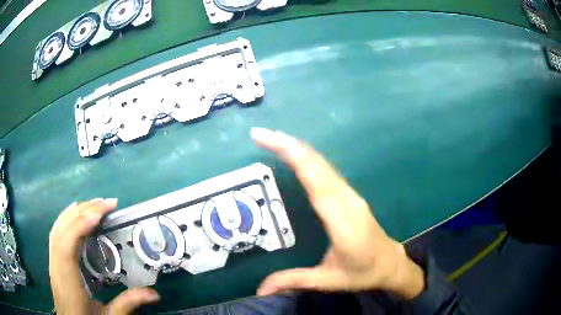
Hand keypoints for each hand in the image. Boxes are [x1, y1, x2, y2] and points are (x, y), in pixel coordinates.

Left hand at [49, 199, 159, 314]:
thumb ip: (127, 304)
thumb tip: (154, 293)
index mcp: (67, 279)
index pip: (67, 244)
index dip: (80, 225)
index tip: (100, 214)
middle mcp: (56, 265)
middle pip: (62, 229)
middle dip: (82, 211)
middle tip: (106, 204)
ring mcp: (52, 261)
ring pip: (57, 228)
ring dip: (74, 212)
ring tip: (93, 204)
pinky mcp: (53, 261)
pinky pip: (56, 232)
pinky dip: (65, 218)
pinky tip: (74, 214)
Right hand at [251, 128, 424, 298]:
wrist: (391, 263)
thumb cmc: (362, 273)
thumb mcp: (328, 281)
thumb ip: (295, 281)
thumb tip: (259, 290)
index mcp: (343, 223)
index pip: (317, 183)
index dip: (295, 157)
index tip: (270, 140)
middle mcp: (348, 202)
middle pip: (318, 166)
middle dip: (289, 145)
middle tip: (259, 134)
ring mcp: (351, 196)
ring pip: (323, 165)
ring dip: (298, 148)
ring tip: (271, 139)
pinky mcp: (350, 196)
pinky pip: (327, 171)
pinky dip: (308, 158)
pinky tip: (295, 155)